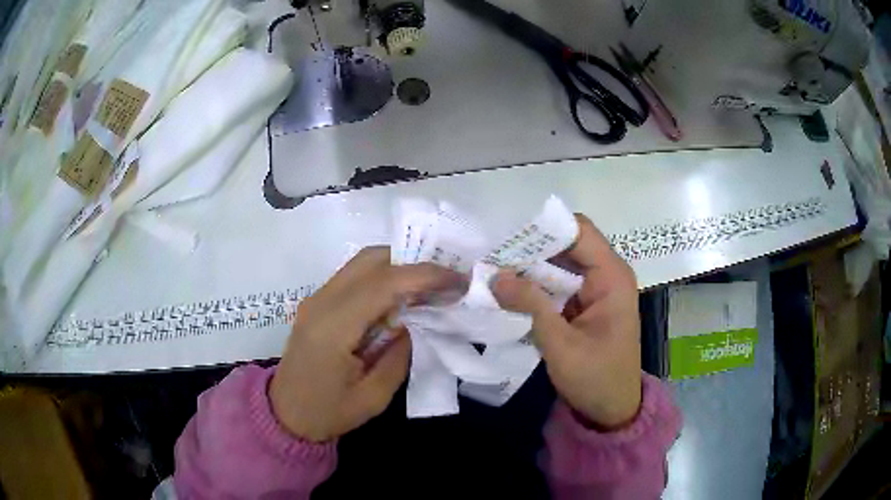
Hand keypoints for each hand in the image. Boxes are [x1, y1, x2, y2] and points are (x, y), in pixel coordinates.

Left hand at [270, 247, 464, 441]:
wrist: (285, 415)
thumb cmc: (328, 413)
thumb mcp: (374, 396)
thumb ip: (399, 355)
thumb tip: (414, 322)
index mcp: (333, 327)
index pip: (384, 284)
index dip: (425, 275)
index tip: (458, 281)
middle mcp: (321, 302)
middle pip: (371, 260)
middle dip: (413, 262)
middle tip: (445, 280)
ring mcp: (316, 299)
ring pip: (362, 263)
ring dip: (399, 267)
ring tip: (429, 287)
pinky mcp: (317, 302)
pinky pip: (354, 277)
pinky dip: (383, 278)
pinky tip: (401, 298)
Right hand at [492, 214, 641, 428]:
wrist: (611, 409)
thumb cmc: (595, 378)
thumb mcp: (561, 344)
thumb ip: (530, 306)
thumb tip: (495, 276)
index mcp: (612, 277)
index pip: (579, 232)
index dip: (545, 228)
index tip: (508, 235)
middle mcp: (606, 275)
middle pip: (567, 245)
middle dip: (531, 248)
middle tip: (492, 252)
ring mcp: (595, 289)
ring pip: (559, 264)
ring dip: (530, 267)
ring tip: (493, 268)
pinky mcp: (584, 304)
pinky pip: (558, 284)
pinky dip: (535, 285)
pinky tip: (509, 289)